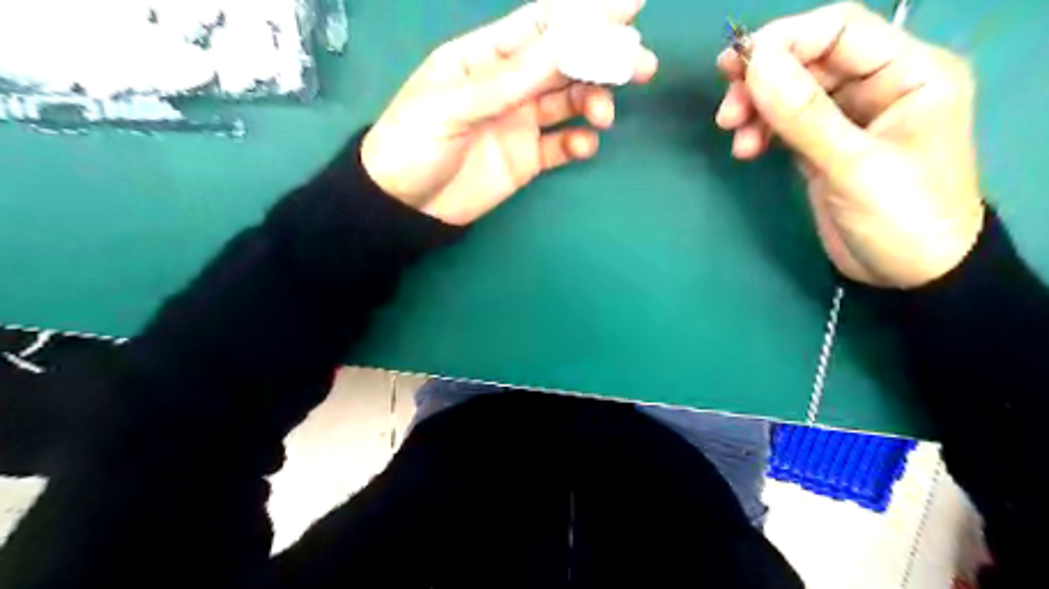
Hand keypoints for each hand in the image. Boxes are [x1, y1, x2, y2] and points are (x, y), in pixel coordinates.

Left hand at [361, 1, 651, 226]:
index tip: (631, 6)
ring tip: (603, 114)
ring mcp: (519, 123)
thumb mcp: (455, 103)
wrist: (404, 206)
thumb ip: (511, 77)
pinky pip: (561, 145)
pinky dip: (578, 142)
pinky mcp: (526, 159)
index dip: (585, 13)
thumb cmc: (414, 143)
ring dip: (594, 101)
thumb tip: (568, 42)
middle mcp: (509, 85)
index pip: (542, 25)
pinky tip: (584, 145)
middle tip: (640, 64)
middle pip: (565, 62)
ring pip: (569, 101)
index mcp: (486, 57)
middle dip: (604, 58)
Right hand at [713, 2, 984, 286]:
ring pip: (791, 92)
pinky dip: (762, 131)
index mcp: (909, 72)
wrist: (910, 275)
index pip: (839, 30)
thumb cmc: (902, 218)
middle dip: (763, 81)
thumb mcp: (853, 166)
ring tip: (734, 136)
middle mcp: (879, 85)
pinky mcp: (825, 145)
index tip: (738, 69)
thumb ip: (804, 115)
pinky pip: (787, 123)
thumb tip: (755, 64)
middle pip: (808, 60)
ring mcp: (849, 116)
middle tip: (727, 111)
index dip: (785, 41)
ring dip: (756, 109)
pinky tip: (747, 150)